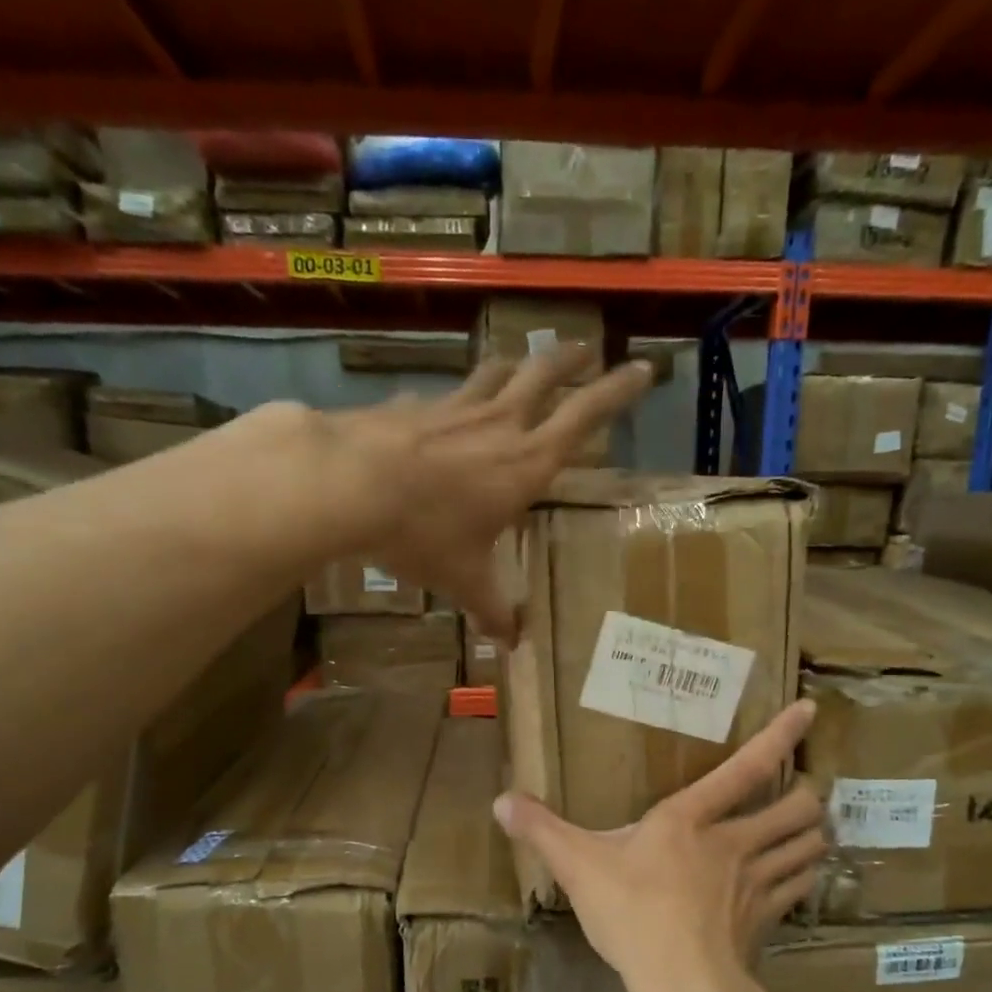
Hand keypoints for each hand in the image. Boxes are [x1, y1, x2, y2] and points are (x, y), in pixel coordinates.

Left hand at [321, 348, 652, 641]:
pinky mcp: (413, 406)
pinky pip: (444, 396)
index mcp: (525, 463)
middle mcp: (498, 426)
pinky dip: (454, 398)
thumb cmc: (423, 533)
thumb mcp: (463, 579)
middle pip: (543, 376)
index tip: (643, 368)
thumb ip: (491, 609)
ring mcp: (454, 408)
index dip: (618, 392)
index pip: (585, 417)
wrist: (348, 484)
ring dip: (516, 365)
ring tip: (522, 363)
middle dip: (569, 360)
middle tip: (586, 347)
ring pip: (494, 374)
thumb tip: (512, 644)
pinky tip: (442, 409)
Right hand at [492, 701, 825, 991]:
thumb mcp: (577, 866)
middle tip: (804, 793)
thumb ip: (541, 830)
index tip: (809, 710)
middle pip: (795, 808)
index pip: (745, 767)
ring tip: (812, 829)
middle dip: (807, 796)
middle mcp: (733, 843)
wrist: (682, 985)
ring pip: (807, 847)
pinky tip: (797, 880)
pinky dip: (803, 878)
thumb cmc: (631, 913)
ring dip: (813, 835)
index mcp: (691, 819)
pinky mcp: (766, 921)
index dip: (779, 736)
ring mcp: (756, 883)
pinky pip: (798, 889)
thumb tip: (501, 801)